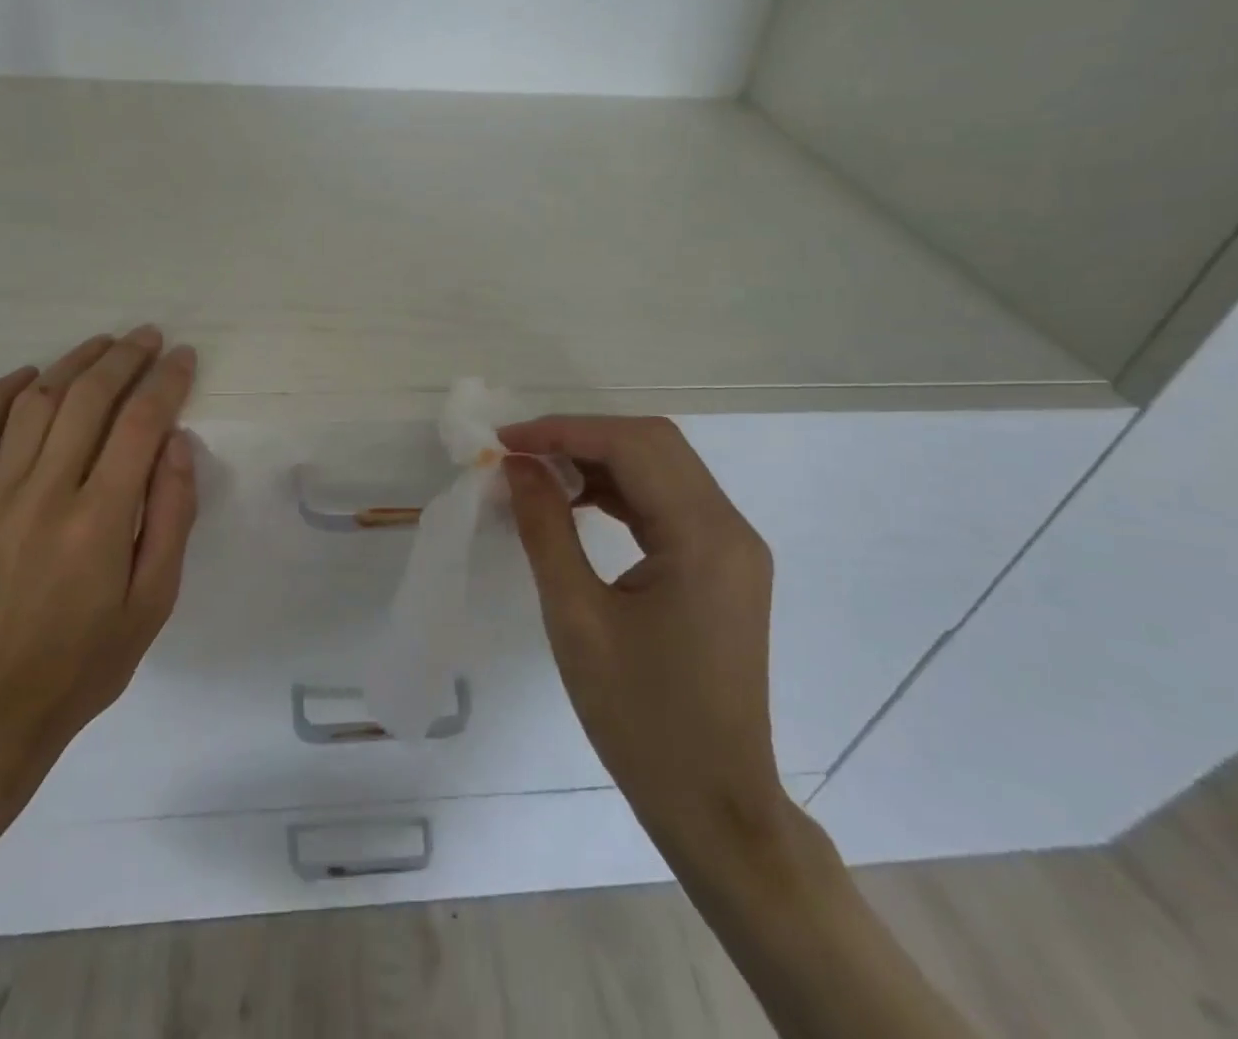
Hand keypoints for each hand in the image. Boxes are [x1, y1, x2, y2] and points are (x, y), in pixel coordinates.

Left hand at [0, 326, 197, 872]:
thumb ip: (171, 517)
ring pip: (33, 404)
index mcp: (99, 520)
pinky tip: (26, 376)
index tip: (184, 358)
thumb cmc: (84, 662)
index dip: (166, 382)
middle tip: (149, 338)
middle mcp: (44, 495)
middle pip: (88, 400)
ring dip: (72, 365)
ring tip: (102, 345)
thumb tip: (176, 444)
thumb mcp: (153, 601)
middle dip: (124, 358)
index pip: (140, 424)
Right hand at [500, 416, 789, 880]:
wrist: (714, 805)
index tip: (505, 440)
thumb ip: (545, 529)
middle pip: (653, 446)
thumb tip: (518, 466)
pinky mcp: (721, 567)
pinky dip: (619, 492)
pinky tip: (576, 504)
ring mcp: (731, 547)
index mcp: (704, 537)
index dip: (564, 431)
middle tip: (519, 453)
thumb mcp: (577, 618)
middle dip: (581, 438)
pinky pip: (667, 504)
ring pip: (661, 470)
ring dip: (599, 462)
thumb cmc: (640, 718)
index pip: (633, 446)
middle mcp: (729, 528)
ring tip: (538, 474)